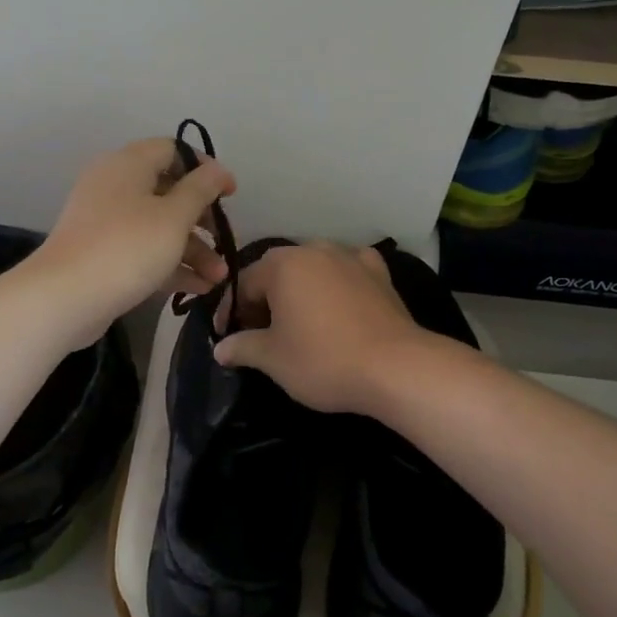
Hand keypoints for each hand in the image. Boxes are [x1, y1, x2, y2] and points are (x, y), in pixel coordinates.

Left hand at [32, 138, 235, 339]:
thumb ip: (200, 190)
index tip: (230, 194)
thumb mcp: (173, 217)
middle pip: (168, 192)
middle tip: (225, 241)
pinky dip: (170, 264)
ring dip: (192, 249)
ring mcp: (105, 221)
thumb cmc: (127, 247)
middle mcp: (114, 185)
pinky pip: (143, 250)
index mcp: (128, 164)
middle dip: (202, 220)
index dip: (205, 168)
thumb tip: (216, 170)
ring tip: (218, 277)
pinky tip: (199, 289)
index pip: (173, 150)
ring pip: (158, 226)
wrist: (64, 297)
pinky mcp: (101, 253)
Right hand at [212, 242, 433, 413]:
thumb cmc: (323, 360)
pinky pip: (347, 271)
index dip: (230, 312)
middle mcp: (314, 249)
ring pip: (312, 269)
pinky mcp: (379, 272)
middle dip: (264, 301)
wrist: (396, 367)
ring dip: (299, 291)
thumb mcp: (273, 359)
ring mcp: (350, 257)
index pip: (243, 284)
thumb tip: (220, 348)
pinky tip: (339, 302)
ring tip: (297, 322)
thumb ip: (242, 347)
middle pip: (277, 273)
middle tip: (259, 334)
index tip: (227, 338)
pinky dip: (337, 284)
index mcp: (282, 264)